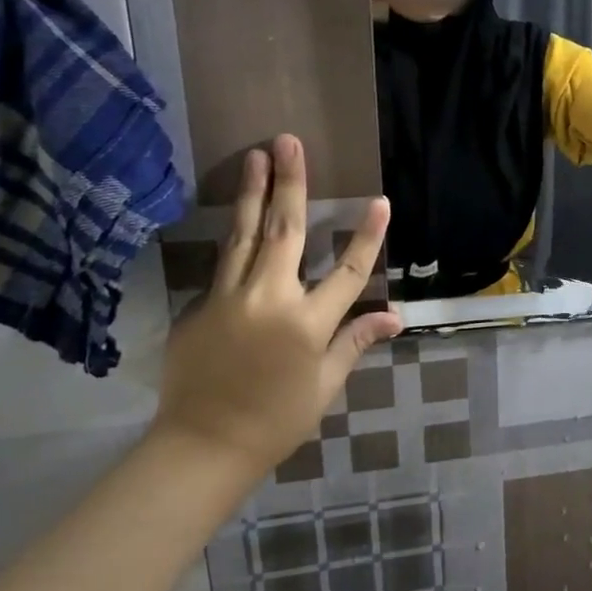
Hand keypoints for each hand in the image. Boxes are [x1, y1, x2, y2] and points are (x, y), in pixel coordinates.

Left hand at [155, 135, 400, 476]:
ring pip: (243, 236)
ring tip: (255, 156)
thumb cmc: (276, 421)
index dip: (367, 235)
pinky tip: (238, 217)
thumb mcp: (324, 385)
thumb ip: (355, 341)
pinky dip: (235, 237)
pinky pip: (223, 266)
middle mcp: (267, 300)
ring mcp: (226, 300)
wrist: (200, 448)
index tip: (379, 200)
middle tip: (288, 142)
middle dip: (289, 183)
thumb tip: (394, 316)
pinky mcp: (198, 309)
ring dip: (252, 193)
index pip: (347, 271)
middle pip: (283, 232)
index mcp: (306, 323)